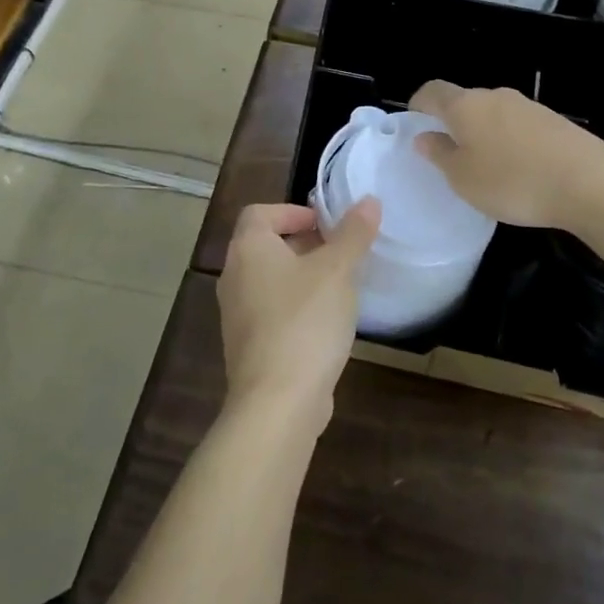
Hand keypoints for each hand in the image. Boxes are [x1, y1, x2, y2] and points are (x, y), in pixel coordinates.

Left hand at [217, 201, 380, 430]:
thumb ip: (353, 234)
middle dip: (304, 244)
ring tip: (340, 285)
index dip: (292, 211)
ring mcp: (237, 315)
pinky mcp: (249, 347)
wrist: (277, 402)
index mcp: (248, 250)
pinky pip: (273, 312)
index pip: (259, 213)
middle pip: (265, 246)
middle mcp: (235, 277)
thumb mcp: (337, 270)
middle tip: (341, 251)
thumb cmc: (304, 322)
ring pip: (271, 281)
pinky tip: (327, 324)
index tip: (326, 224)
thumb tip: (368, 201)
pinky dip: (297, 307)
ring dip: (303, 277)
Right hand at [409, 81, 603, 229]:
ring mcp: (528, 106)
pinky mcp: (553, 121)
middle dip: (453, 123)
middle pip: (464, 101)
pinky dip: (510, 142)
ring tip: (486, 167)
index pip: (432, 91)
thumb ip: (440, 155)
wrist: (588, 182)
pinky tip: (519, 170)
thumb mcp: (463, 178)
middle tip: (449, 155)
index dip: (418, 105)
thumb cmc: (513, 181)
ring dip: (483, 133)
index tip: (415, 125)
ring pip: (493, 114)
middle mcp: (495, 96)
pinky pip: (518, 126)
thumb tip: (424, 137)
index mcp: (465, 105)